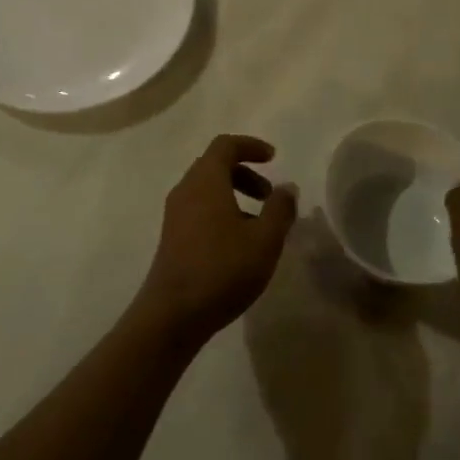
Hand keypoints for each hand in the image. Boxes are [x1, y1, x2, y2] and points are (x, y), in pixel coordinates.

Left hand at [134, 135, 296, 348]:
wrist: (173, 313)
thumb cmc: (222, 269)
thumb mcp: (264, 240)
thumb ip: (280, 209)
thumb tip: (286, 187)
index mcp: (205, 180)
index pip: (225, 145)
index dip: (250, 146)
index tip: (273, 158)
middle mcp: (186, 189)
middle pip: (215, 165)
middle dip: (245, 174)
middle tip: (270, 196)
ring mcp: (175, 214)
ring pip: (207, 189)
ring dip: (235, 195)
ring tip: (260, 225)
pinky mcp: (172, 236)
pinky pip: (199, 209)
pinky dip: (222, 211)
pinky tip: (239, 244)